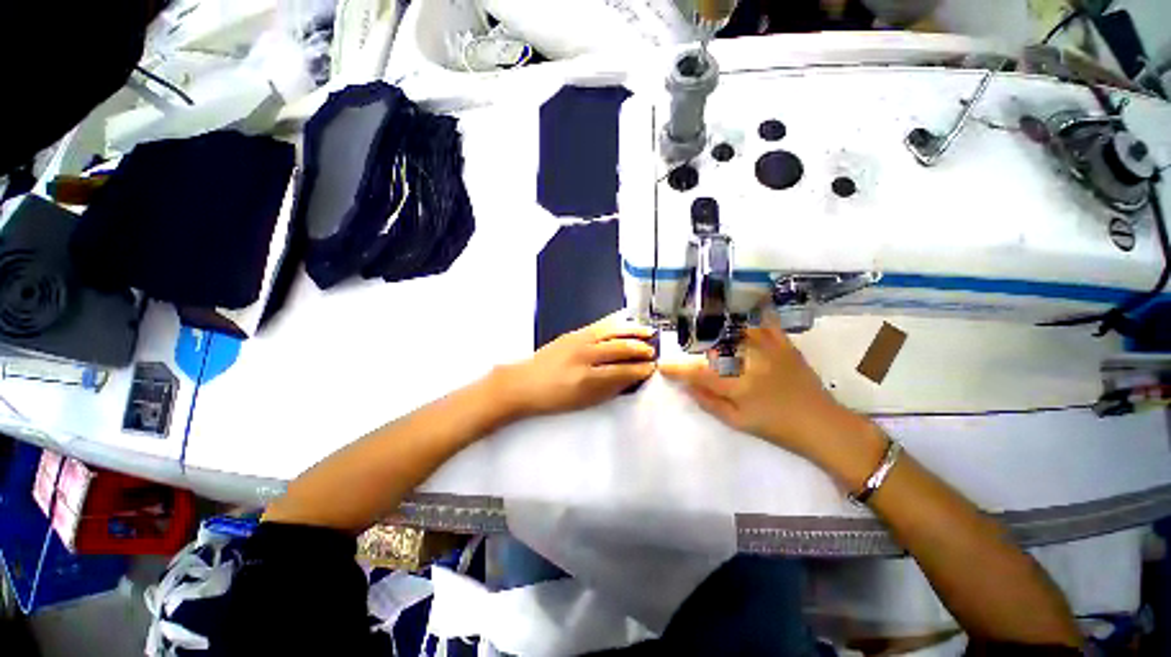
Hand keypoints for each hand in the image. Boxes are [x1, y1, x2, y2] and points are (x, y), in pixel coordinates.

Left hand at [492, 314, 656, 418]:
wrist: (524, 383)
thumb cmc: (554, 398)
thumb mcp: (584, 401)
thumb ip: (610, 389)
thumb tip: (631, 378)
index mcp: (588, 379)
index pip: (622, 371)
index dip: (640, 370)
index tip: (652, 369)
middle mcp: (585, 355)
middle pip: (620, 349)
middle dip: (640, 350)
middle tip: (653, 352)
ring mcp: (578, 340)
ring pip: (612, 333)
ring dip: (632, 332)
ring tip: (648, 332)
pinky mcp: (573, 333)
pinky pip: (600, 325)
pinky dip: (616, 324)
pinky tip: (625, 322)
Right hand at [660, 312, 877, 468]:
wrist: (822, 425)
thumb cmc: (776, 428)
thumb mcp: (738, 422)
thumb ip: (709, 402)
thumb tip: (687, 385)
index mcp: (738, 385)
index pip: (698, 373)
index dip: (677, 369)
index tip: (663, 366)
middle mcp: (750, 362)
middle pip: (713, 348)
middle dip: (696, 351)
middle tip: (689, 356)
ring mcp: (769, 350)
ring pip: (735, 332)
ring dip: (717, 332)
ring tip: (706, 333)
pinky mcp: (785, 345)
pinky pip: (765, 325)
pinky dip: (753, 318)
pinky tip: (744, 313)